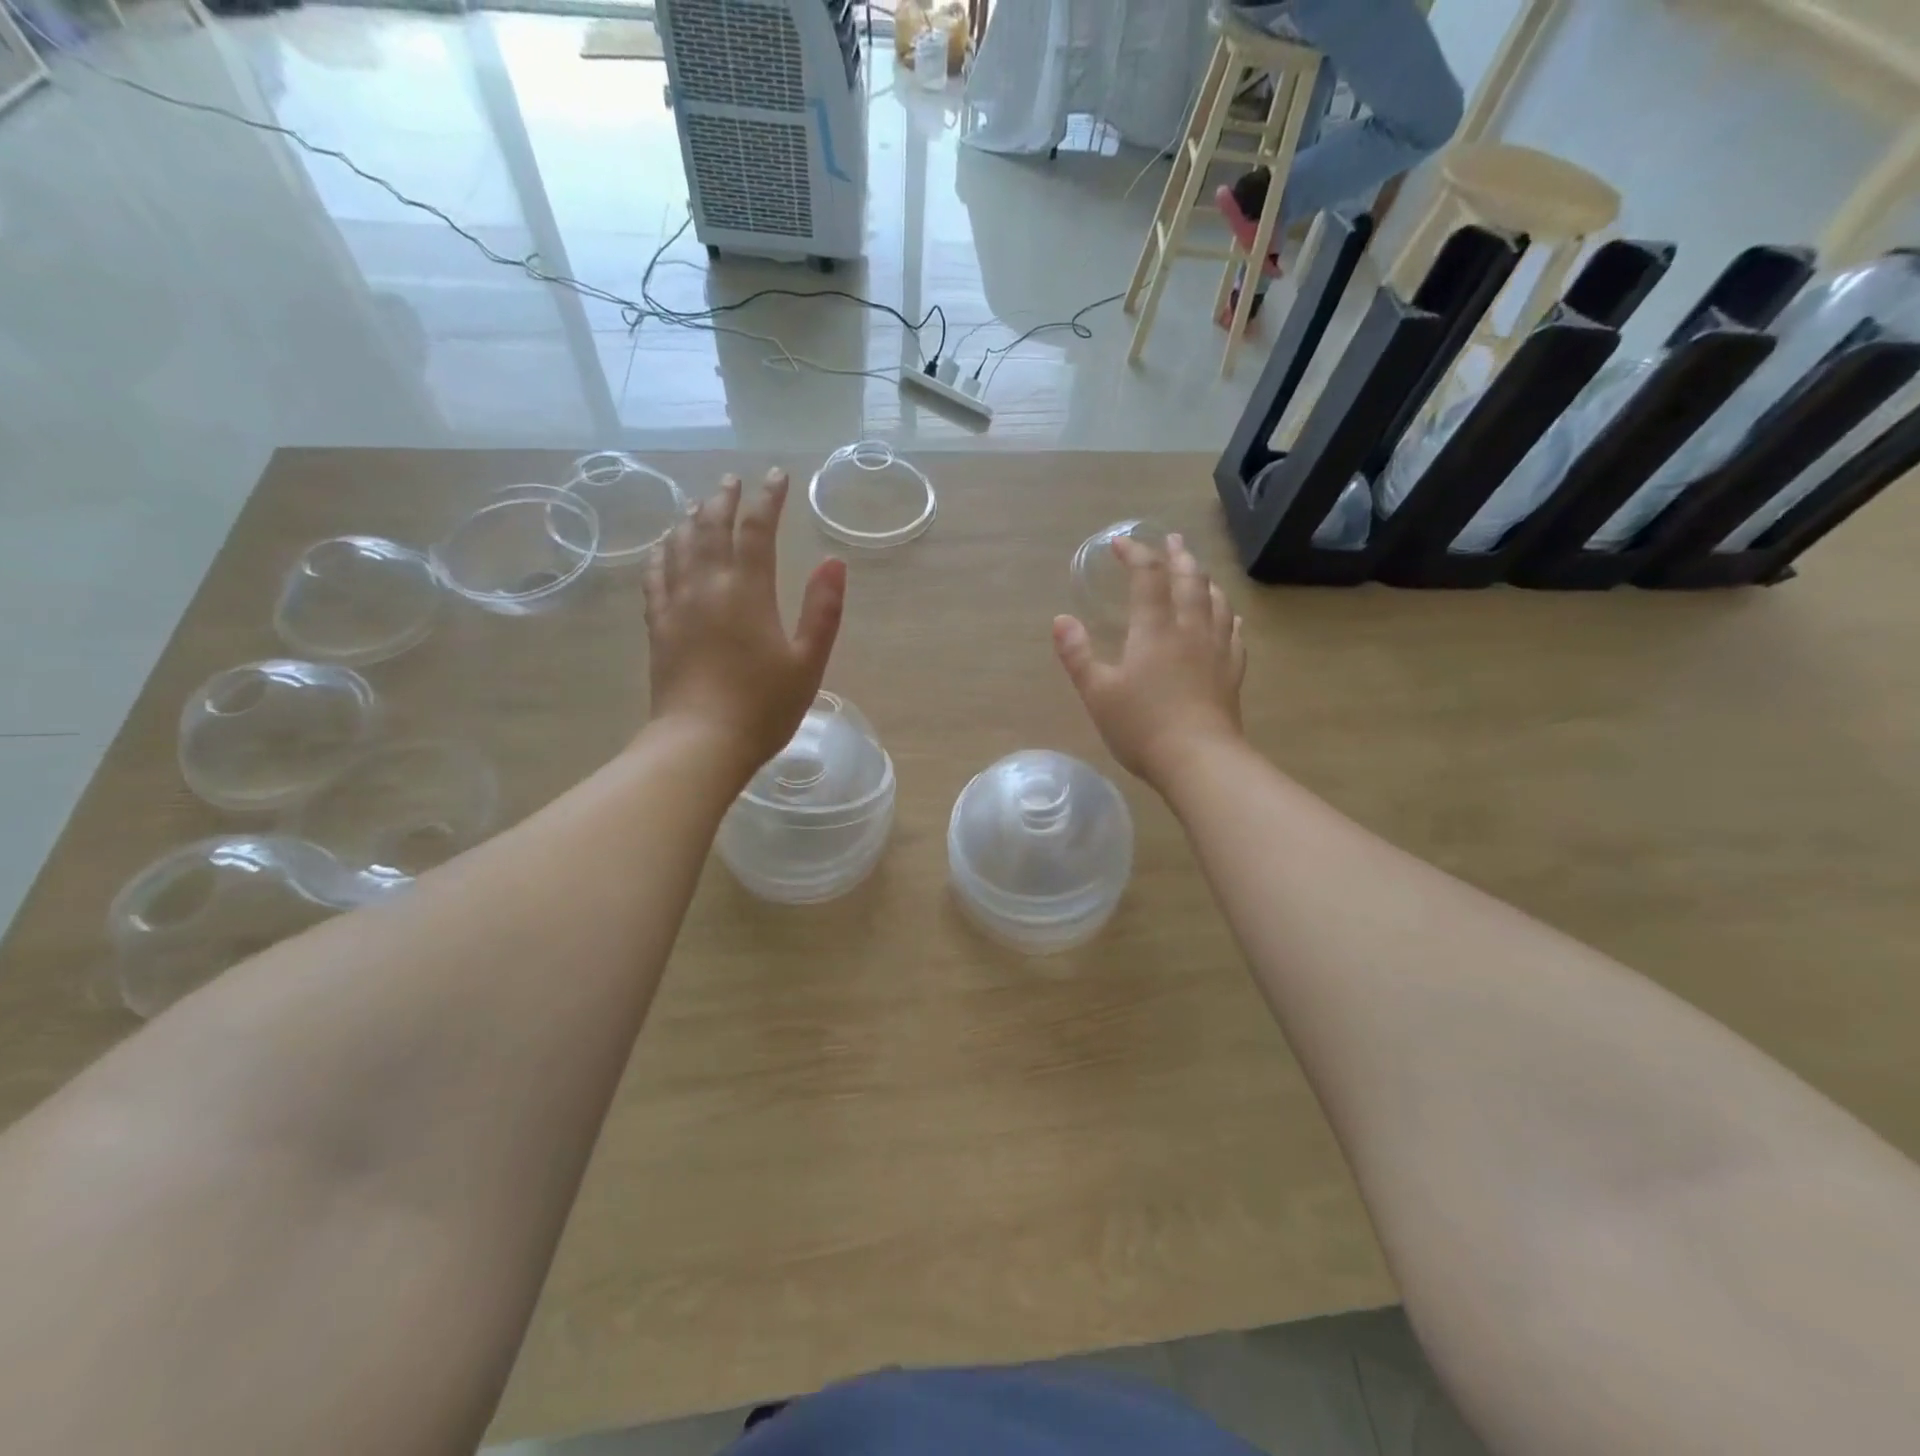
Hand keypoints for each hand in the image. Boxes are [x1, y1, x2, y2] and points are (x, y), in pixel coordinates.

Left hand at [643, 470, 846, 777]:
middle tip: (733, 481)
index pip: (757, 529)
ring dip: (691, 518)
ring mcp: (677, 604)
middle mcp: (707, 586)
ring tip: (700, 505)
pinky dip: (662, 552)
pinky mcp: (658, 626)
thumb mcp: (808, 662)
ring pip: (679, 545)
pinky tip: (665, 547)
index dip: (768, 499)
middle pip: (710, 526)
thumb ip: (823, 610)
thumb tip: (834, 562)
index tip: (777, 476)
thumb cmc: (763, 706)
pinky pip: (655, 575)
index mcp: (748, 591)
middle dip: (724, 499)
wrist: (700, 743)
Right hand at [1053, 532, 1245, 787]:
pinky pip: (1233, 633)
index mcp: (1154, 629)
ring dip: (1204, 579)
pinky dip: (1227, 616)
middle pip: (1189, 580)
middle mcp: (1189, 630)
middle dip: (1177, 556)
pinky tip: (1228, 616)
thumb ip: (1077, 655)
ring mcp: (1216, 650)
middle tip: (1171, 540)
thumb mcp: (1097, 692)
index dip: (1135, 554)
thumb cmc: (1142, 726)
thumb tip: (1061, 620)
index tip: (1120, 543)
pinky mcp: (1231, 673)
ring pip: (1215, 601)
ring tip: (1198, 570)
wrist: (1199, 760)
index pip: (1148, 577)